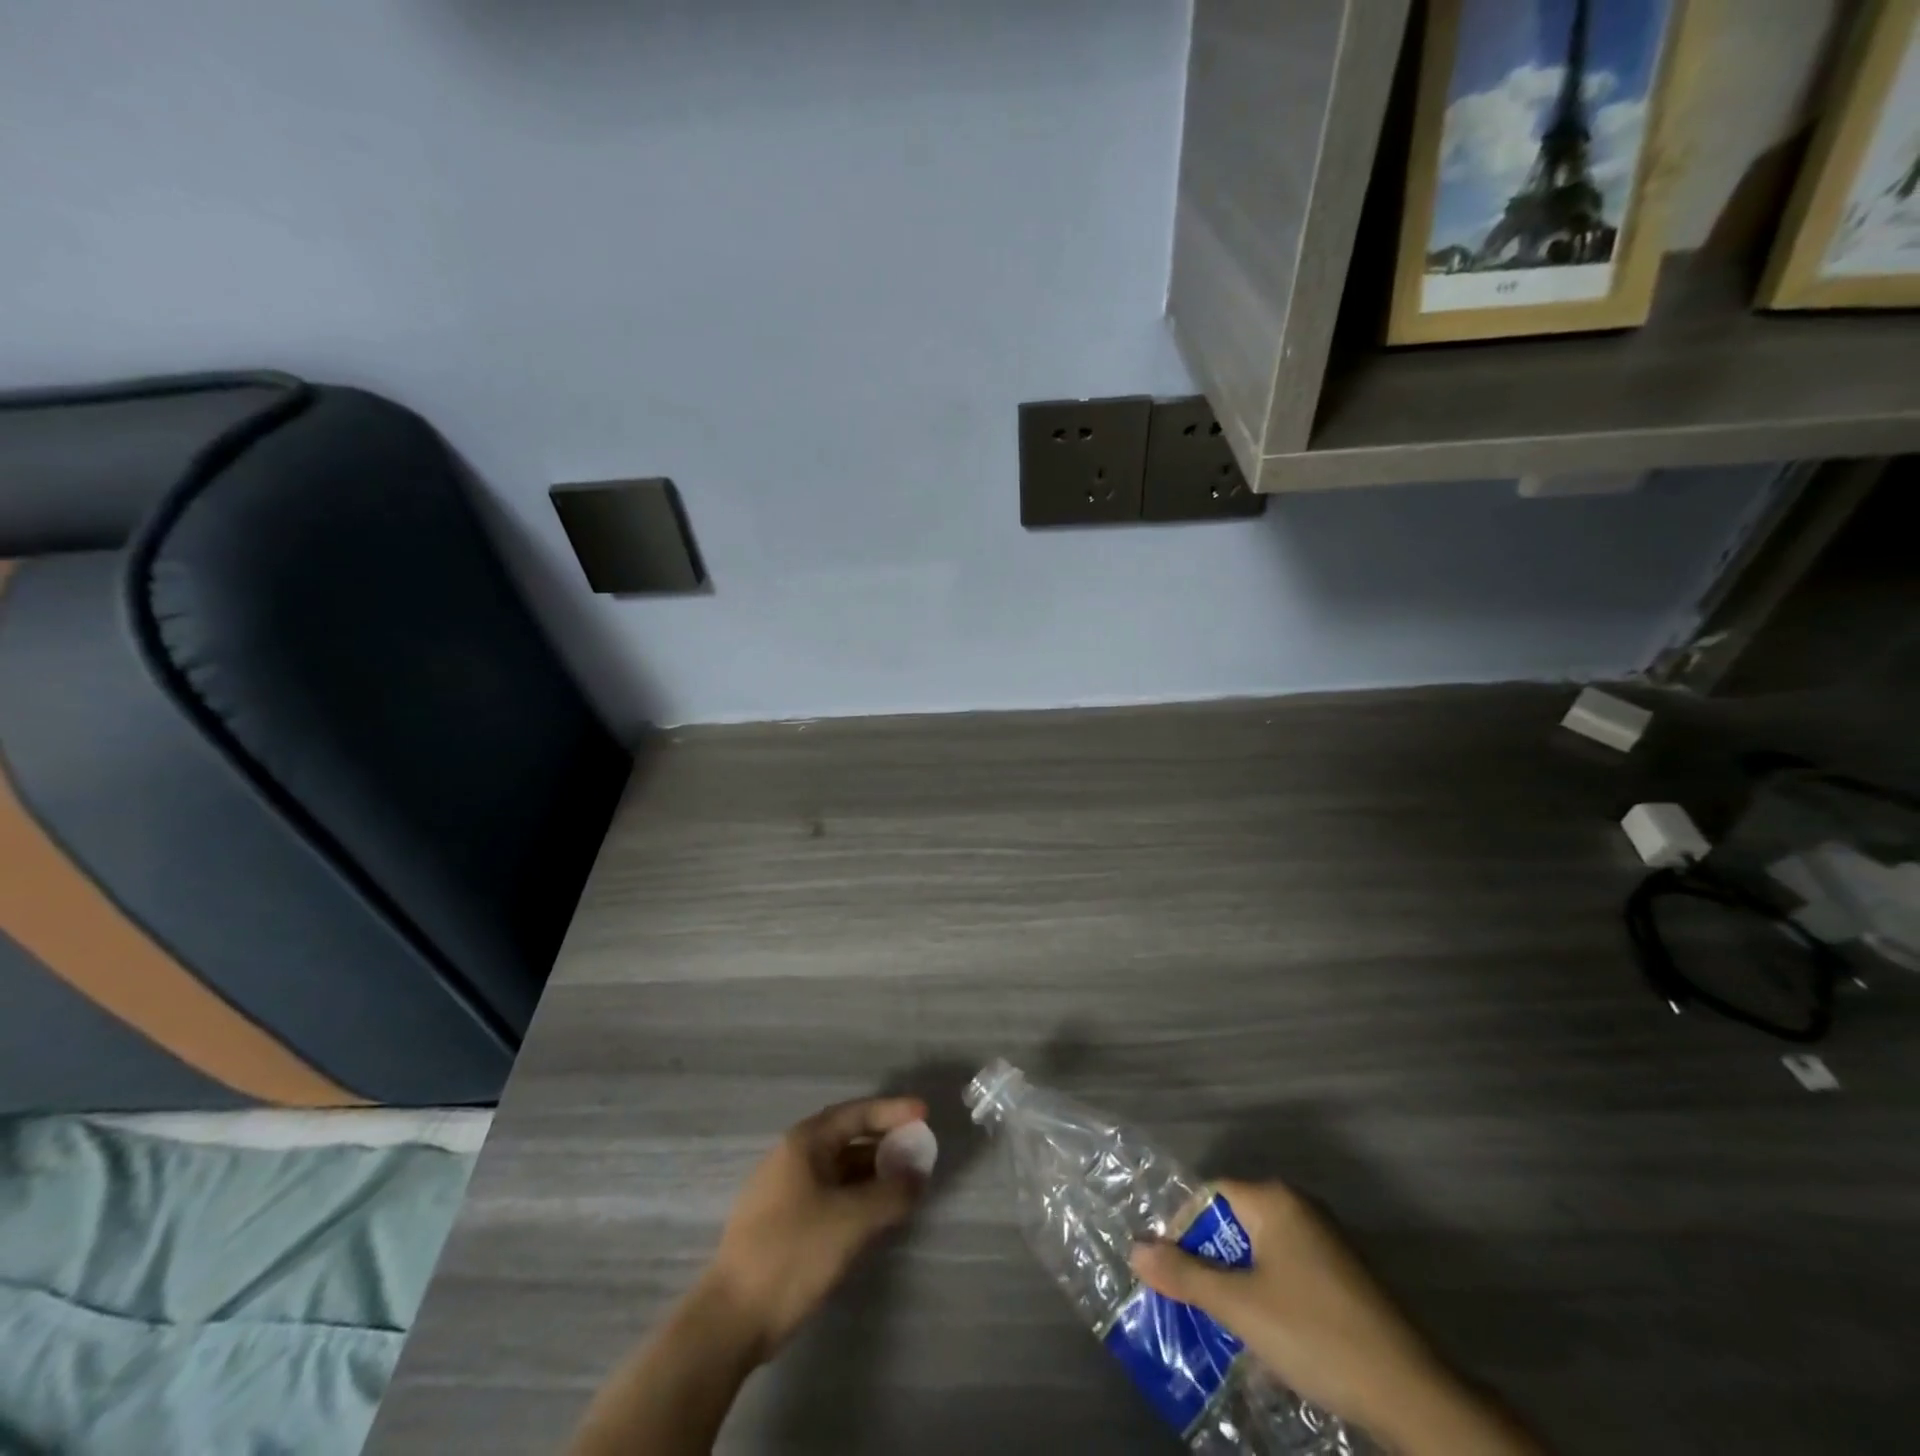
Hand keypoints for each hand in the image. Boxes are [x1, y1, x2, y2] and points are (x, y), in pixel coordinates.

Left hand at [704, 1096, 929, 1361]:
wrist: (730, 1320)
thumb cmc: (793, 1254)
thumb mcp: (852, 1221)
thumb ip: (891, 1193)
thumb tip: (918, 1174)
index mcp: (804, 1142)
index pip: (856, 1113)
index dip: (892, 1111)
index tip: (924, 1114)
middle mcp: (791, 1157)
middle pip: (846, 1137)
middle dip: (884, 1142)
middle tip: (917, 1149)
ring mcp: (782, 1190)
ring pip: (837, 1169)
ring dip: (871, 1172)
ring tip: (903, 1183)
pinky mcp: (781, 1222)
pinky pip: (828, 1193)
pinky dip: (855, 1195)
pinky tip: (873, 1214)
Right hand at [1131, 1181, 1542, 1455]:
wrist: (1411, 1391)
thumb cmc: (1315, 1333)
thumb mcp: (1240, 1307)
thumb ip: (1185, 1275)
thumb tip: (1135, 1248)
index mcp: (1274, 1200)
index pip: (1210, 1196)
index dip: (1183, 1230)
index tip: (1169, 1272)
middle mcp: (1300, 1207)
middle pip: (1236, 1223)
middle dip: (1209, 1262)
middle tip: (1190, 1302)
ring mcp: (1328, 1241)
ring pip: (1263, 1252)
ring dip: (1238, 1284)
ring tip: (1222, 1326)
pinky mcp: (1346, 1276)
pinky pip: (1290, 1272)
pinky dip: (1269, 1296)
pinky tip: (1268, 1339)